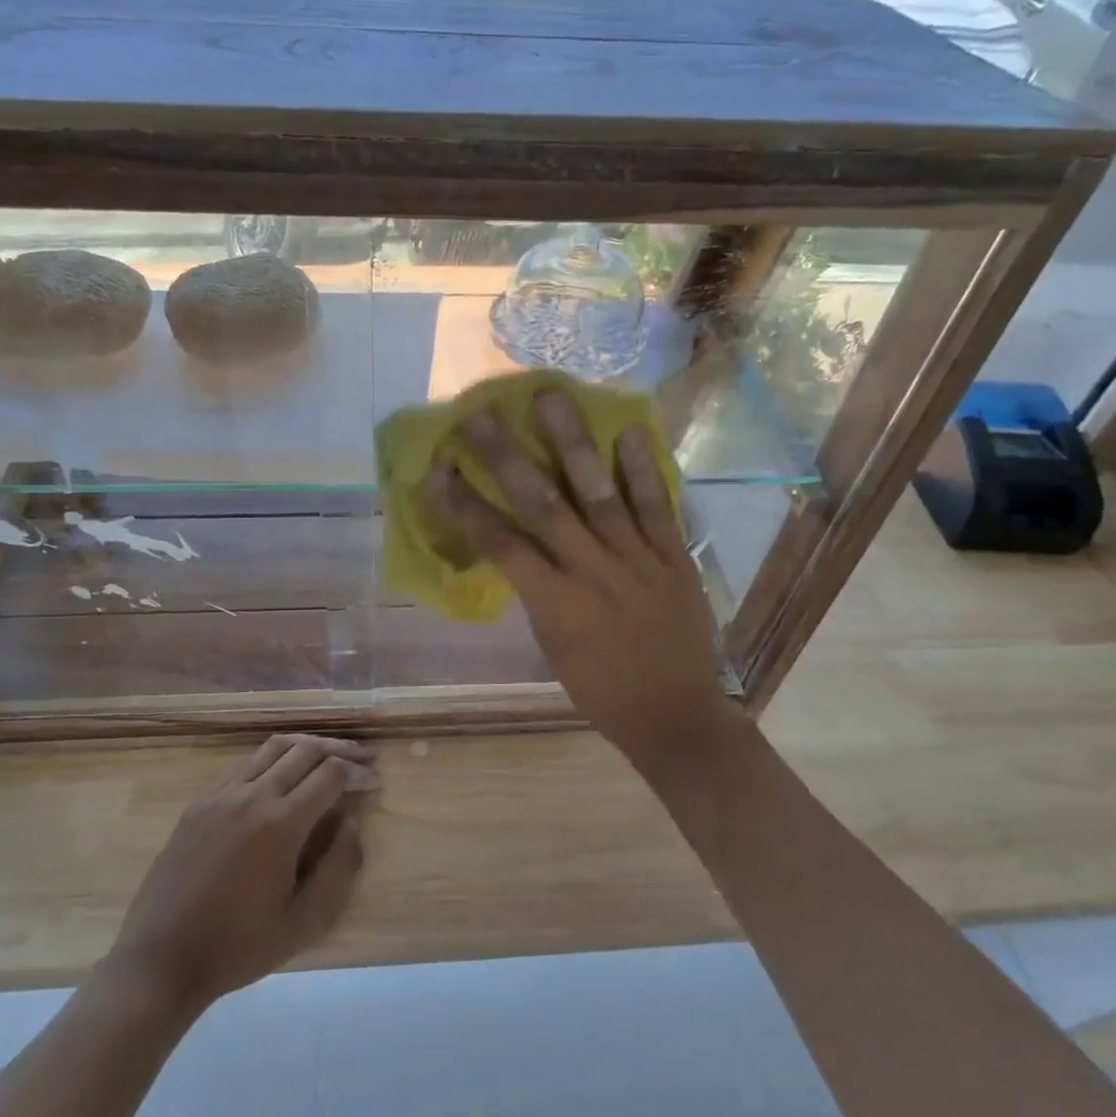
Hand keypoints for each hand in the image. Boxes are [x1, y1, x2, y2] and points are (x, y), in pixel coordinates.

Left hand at [106, 734, 376, 1012]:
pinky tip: (281, 777)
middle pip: (305, 749)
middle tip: (360, 760)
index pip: (330, 773)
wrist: (161, 959)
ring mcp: (222, 794)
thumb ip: (338, 869)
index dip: (357, 773)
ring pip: (274, 747)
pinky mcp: (201, 801)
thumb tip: (353, 823)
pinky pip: (245, 764)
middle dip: (338, 750)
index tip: (372, 783)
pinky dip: (273, 759)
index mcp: (281, 823)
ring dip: (306, 746)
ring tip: (326, 757)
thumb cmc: (238, 947)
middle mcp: (253, 795)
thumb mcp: (303, 923)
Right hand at [426, 391, 735, 767]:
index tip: (439, 468)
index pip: (499, 543)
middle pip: (541, 504)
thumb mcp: (552, 648)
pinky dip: (643, 470)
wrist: (677, 718)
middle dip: (506, 457)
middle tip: (480, 415)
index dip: (465, 505)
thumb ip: (537, 593)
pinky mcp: (674, 557)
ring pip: (598, 492)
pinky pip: (658, 507)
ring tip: (552, 398)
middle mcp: (591, 570)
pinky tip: (628, 431)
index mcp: (554, 602)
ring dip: (571, 443)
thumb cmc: (602, 692)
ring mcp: (637, 559)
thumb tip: (520, 549)